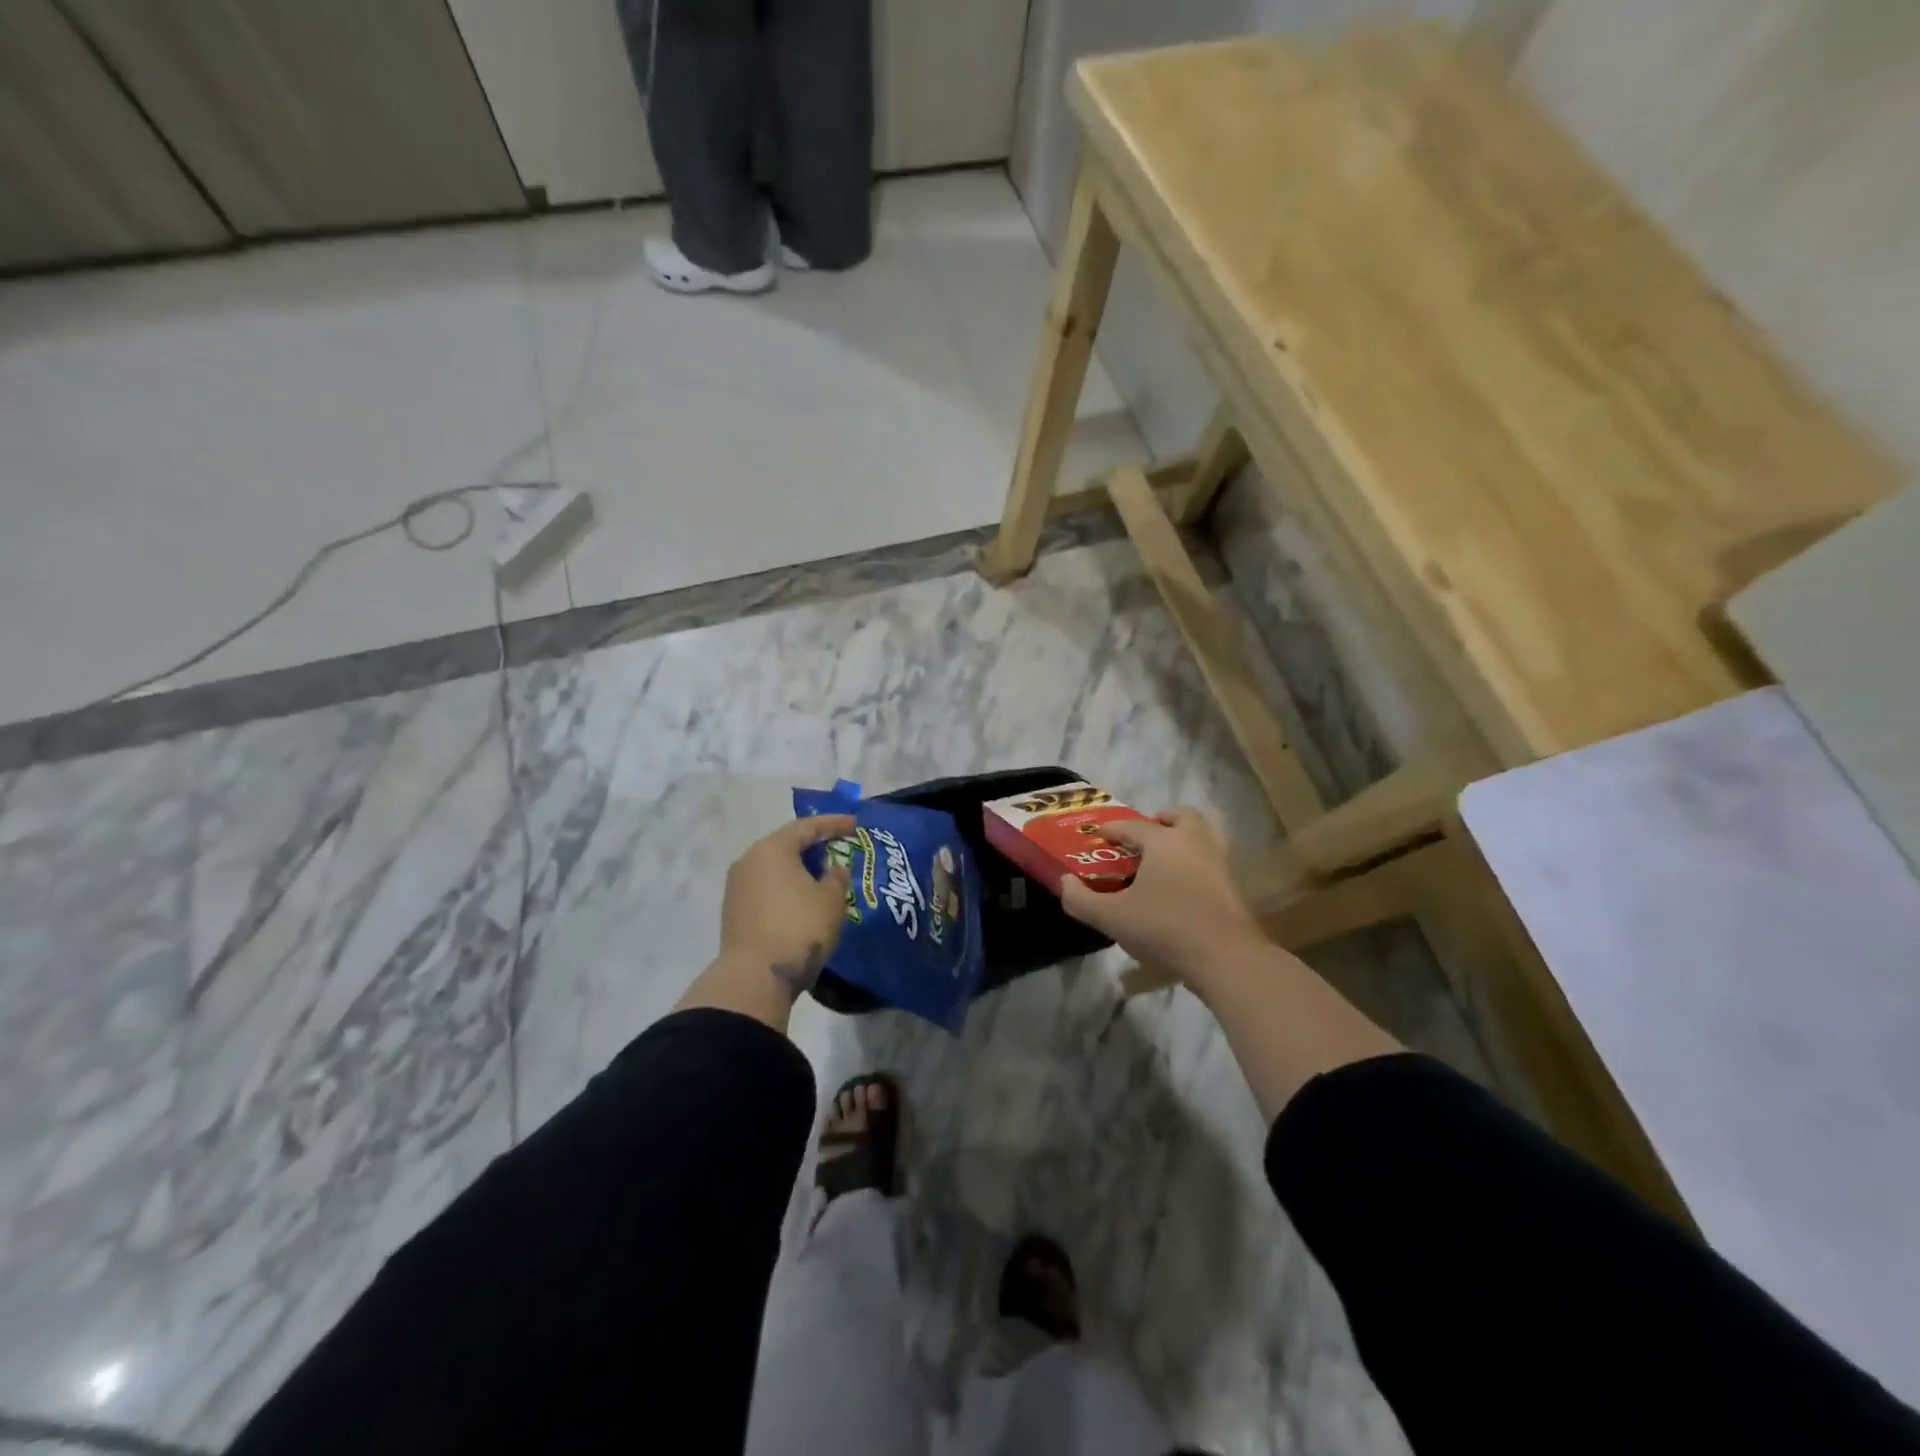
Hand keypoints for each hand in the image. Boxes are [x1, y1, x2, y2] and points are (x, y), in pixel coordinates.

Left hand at [718, 815, 855, 998]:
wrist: (755, 977)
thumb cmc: (799, 928)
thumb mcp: (831, 900)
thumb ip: (837, 877)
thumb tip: (833, 869)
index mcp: (772, 849)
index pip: (807, 827)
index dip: (834, 823)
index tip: (855, 824)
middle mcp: (749, 861)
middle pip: (786, 845)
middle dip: (814, 845)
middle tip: (839, 847)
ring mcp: (737, 887)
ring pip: (775, 868)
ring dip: (800, 868)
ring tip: (824, 875)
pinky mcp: (734, 911)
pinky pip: (767, 887)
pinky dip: (787, 887)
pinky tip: (803, 898)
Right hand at [1060, 808, 1264, 992]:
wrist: (1226, 957)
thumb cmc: (1165, 928)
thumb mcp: (1112, 918)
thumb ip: (1081, 900)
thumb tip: (1064, 883)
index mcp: (1163, 841)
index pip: (1133, 825)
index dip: (1113, 829)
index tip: (1099, 835)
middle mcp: (1194, 841)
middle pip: (1180, 816)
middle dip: (1161, 821)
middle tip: (1143, 838)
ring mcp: (1220, 862)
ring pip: (1202, 836)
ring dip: (1182, 840)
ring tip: (1162, 862)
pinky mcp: (1234, 885)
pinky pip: (1211, 861)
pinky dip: (1196, 864)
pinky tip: (1182, 887)